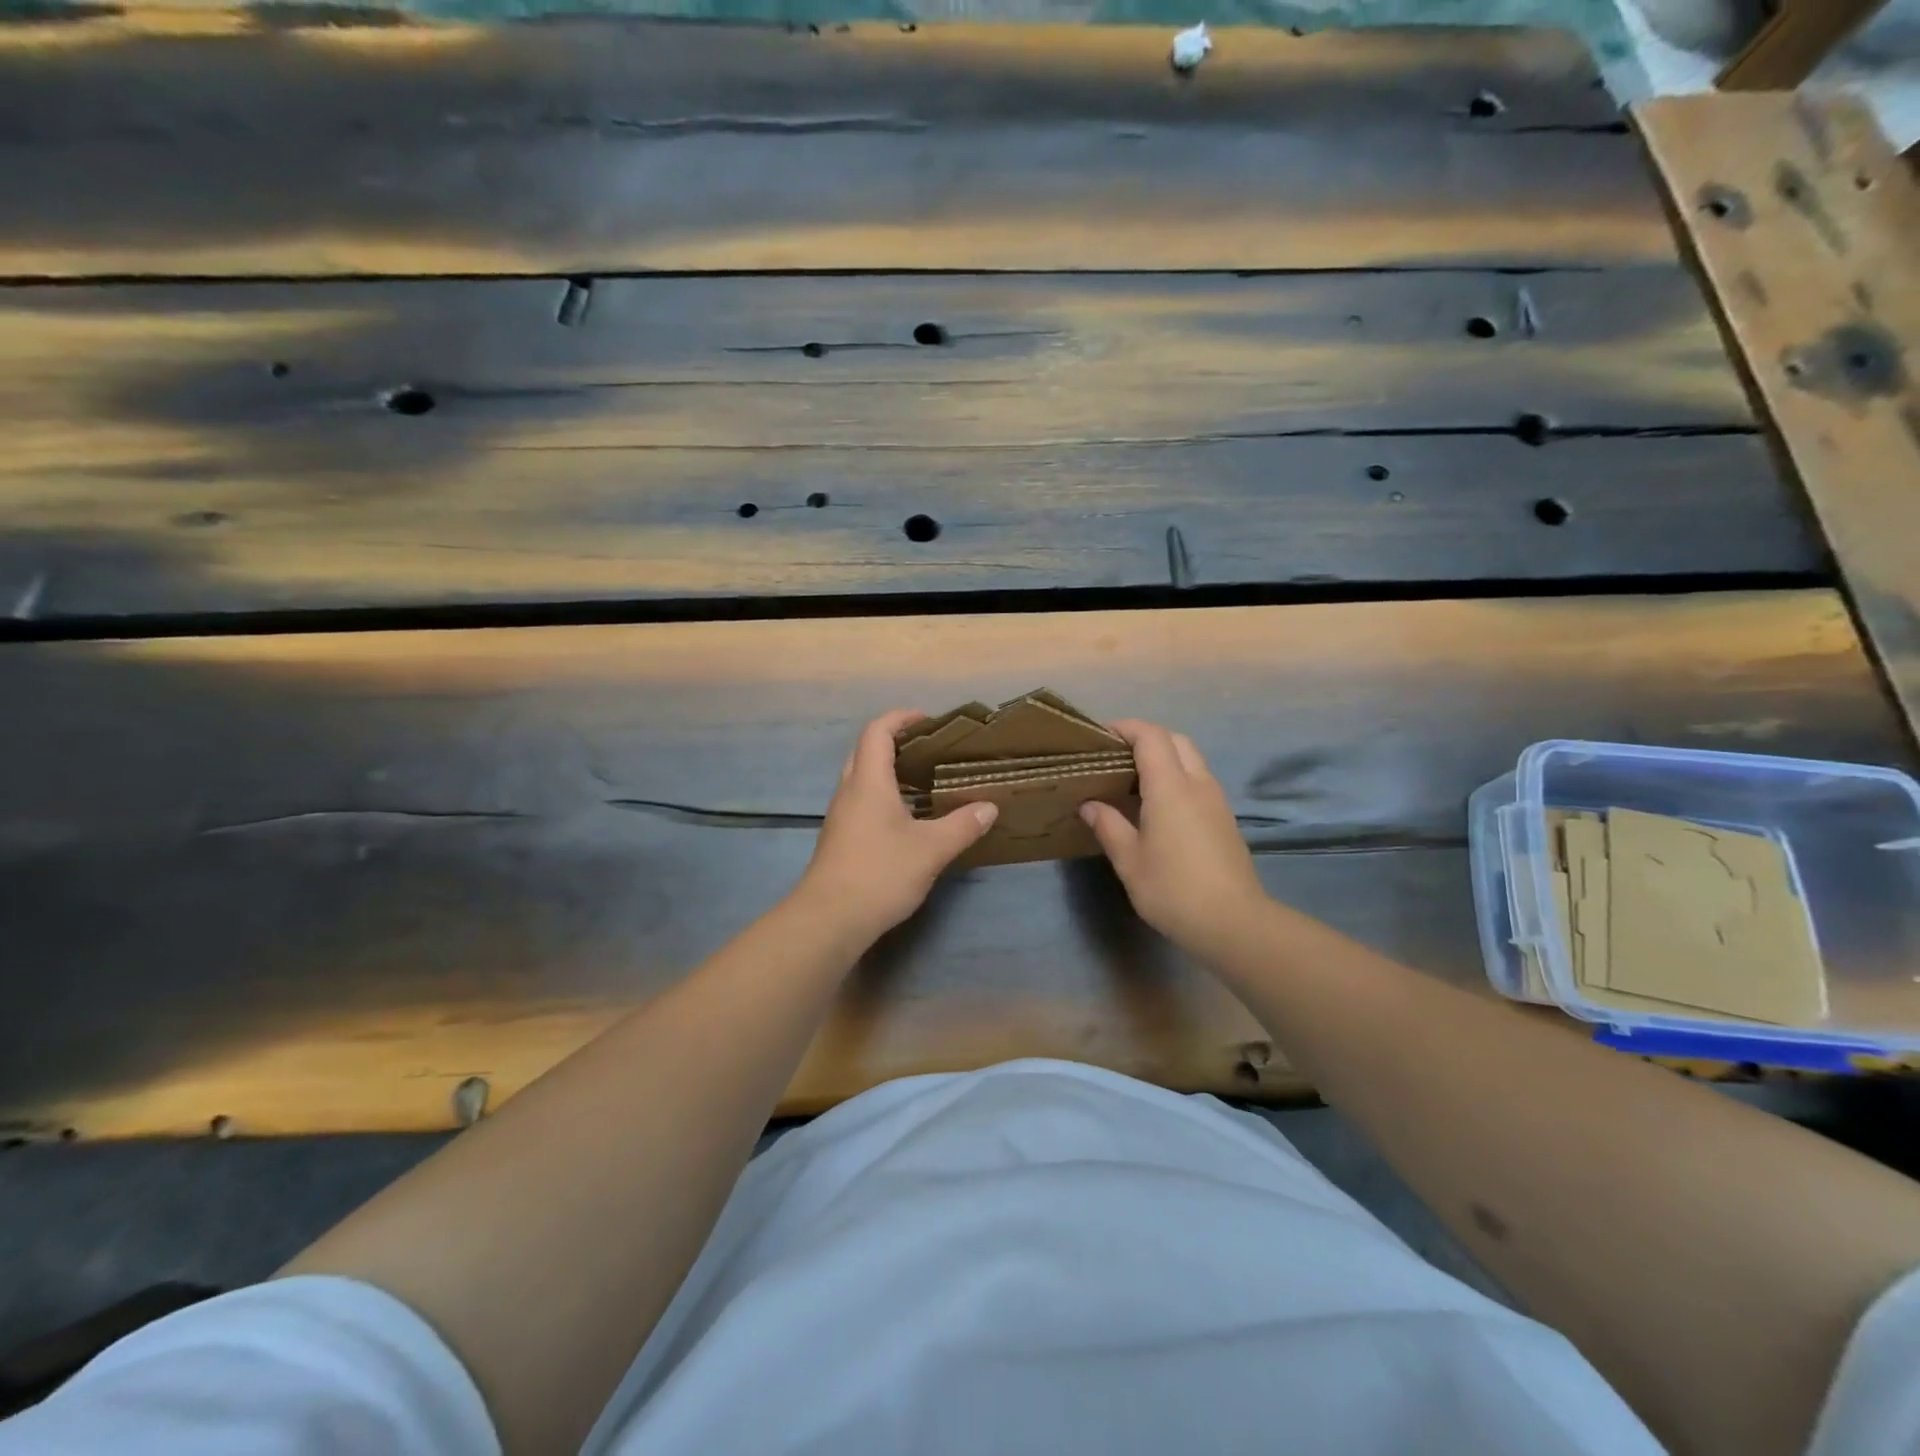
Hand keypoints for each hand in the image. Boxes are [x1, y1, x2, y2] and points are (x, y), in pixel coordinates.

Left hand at [796, 710, 998, 940]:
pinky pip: (861, 803)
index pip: (877, 731)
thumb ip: (962, 825)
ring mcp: (841, 817)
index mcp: (869, 782)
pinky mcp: (840, 839)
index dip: (900, 718)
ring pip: (862, 779)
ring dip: (889, 772)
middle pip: (866, 751)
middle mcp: (849, 792)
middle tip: (929, 750)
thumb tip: (990, 807)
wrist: (830, 919)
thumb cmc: (880, 873)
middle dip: (895, 742)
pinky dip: (884, 797)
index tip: (928, 720)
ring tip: (924, 781)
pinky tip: (908, 818)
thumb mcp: (931, 849)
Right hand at [1079, 720, 1268, 959]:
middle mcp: (1198, 784)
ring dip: (1164, 757)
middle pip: (1175, 740)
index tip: (1100, 736)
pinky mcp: (1224, 819)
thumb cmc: (1173, 889)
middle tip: (1116, 757)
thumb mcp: (1129, 860)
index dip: (1125, 728)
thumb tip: (1090, 805)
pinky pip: (1199, 781)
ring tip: (1133, 780)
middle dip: (1145, 738)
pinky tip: (1158, 806)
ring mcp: (1216, 801)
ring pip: (1191, 759)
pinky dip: (1177, 777)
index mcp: (1171, 787)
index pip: (1150, 736)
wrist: (1233, 923)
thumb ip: (1108, 826)